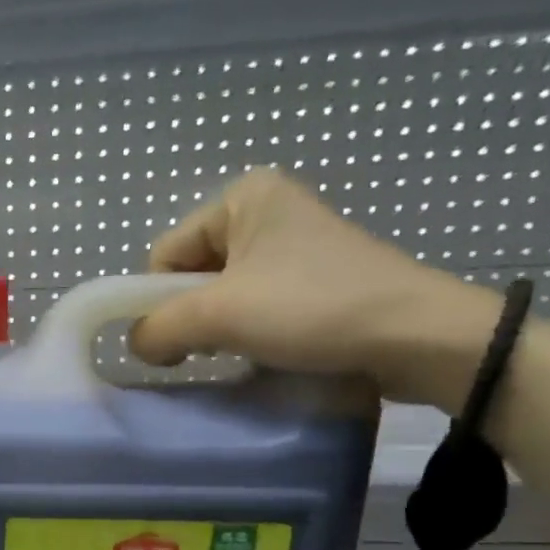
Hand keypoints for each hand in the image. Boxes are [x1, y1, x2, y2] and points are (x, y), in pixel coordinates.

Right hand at [129, 167, 499, 407]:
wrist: (413, 336)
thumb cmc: (310, 308)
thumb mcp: (218, 315)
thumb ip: (157, 327)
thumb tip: (136, 345)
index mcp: (241, 198)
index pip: (165, 254)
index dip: (160, 301)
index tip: (179, 341)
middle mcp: (265, 210)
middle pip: (190, 274)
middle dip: (191, 316)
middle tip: (215, 346)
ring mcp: (292, 244)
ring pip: (220, 294)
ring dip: (218, 329)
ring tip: (242, 350)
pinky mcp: (312, 278)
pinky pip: (253, 304)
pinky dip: (246, 331)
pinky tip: (263, 351)